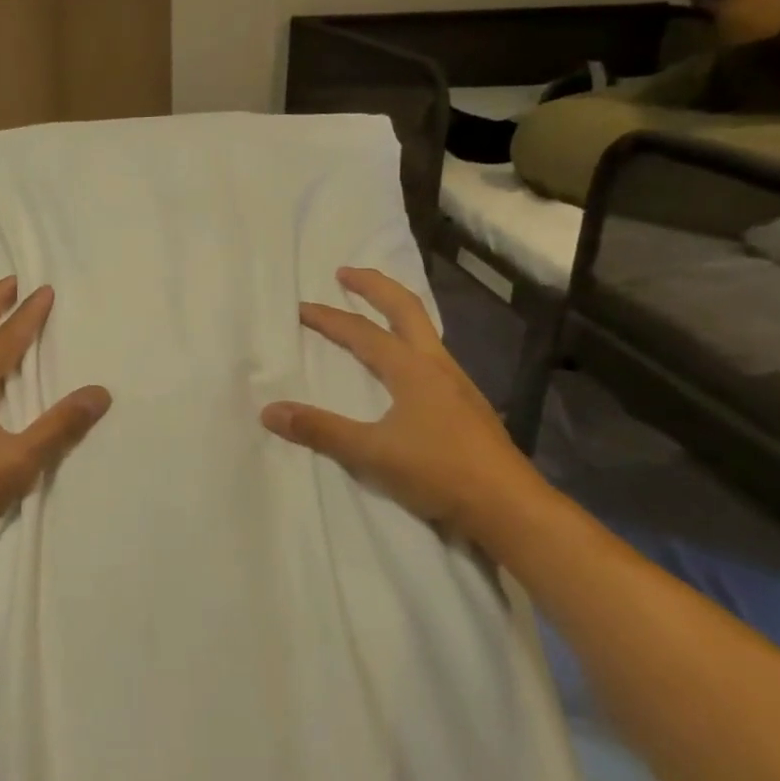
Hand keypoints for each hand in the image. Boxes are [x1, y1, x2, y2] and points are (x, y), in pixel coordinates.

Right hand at [260, 267, 547, 540]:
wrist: (510, 506)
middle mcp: (436, 365)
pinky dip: (411, 343)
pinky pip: (433, 357)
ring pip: (425, 331)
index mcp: (412, 369)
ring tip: (376, 313)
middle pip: (406, 309)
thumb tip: (270, 411)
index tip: (301, 308)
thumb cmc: (439, 472)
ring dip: (397, 312)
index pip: (362, 332)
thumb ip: (320, 430)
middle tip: (345, 273)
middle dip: (374, 286)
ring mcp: (457, 384)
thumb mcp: (371, 453)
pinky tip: (405, 367)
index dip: (329, 318)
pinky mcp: (467, 406)